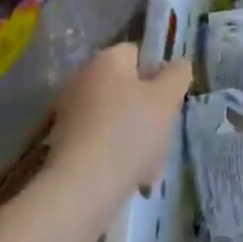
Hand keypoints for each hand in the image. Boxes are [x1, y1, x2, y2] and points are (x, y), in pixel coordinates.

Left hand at [44, 45, 191, 201]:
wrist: (83, 187)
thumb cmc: (129, 132)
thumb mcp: (167, 99)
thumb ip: (178, 74)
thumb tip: (178, 64)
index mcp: (106, 60)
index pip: (137, 54)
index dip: (158, 74)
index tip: (170, 99)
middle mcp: (82, 80)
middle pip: (128, 90)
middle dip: (149, 113)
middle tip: (163, 135)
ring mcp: (69, 114)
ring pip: (117, 120)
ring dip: (136, 139)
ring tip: (150, 167)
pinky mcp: (63, 145)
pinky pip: (102, 143)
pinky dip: (117, 157)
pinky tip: (131, 179)